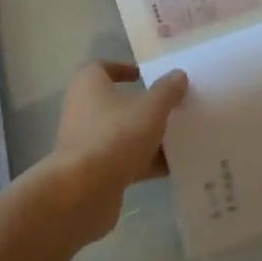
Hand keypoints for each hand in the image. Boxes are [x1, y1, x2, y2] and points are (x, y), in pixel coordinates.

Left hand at [38, 61, 188, 245]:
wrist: (82, 192)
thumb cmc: (115, 137)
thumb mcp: (150, 109)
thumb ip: (167, 91)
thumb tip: (179, 75)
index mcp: (89, 86)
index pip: (101, 67)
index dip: (123, 68)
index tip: (146, 76)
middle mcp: (82, 110)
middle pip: (116, 103)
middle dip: (144, 106)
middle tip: (172, 108)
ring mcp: (87, 143)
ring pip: (122, 133)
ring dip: (147, 136)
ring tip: (179, 138)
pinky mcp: (93, 172)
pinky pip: (123, 161)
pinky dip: (144, 162)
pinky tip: (172, 167)